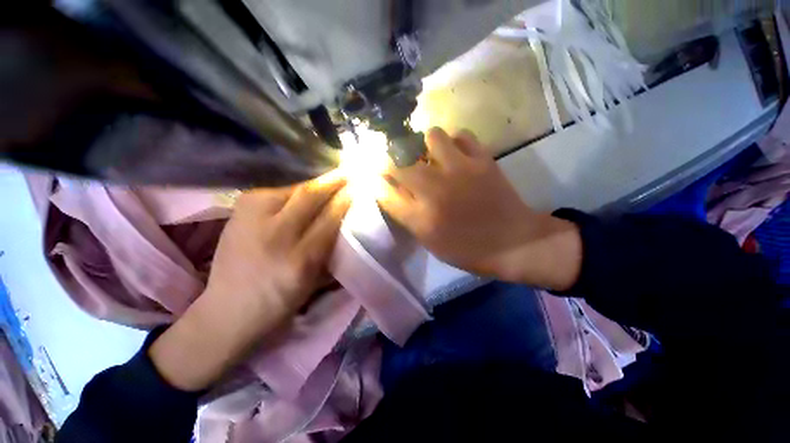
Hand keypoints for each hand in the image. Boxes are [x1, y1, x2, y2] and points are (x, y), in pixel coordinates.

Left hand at [150, 171, 349, 390]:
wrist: (228, 308)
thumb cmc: (281, 299)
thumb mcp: (315, 278)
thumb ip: (331, 245)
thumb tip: (344, 214)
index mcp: (301, 259)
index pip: (330, 218)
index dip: (346, 199)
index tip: (359, 186)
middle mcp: (276, 235)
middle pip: (310, 196)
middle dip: (333, 181)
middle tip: (349, 173)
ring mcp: (251, 219)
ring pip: (293, 189)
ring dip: (316, 183)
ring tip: (331, 180)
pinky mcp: (238, 211)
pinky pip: (275, 191)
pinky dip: (295, 189)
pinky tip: (305, 190)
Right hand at [378, 128, 581, 289]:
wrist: (513, 242)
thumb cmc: (467, 249)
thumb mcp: (430, 241)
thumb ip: (407, 215)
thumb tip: (390, 191)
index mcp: (420, 217)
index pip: (384, 192)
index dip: (375, 179)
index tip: (372, 173)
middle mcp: (435, 190)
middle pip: (399, 163)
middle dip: (391, 161)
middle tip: (398, 163)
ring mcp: (460, 170)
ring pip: (431, 136)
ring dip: (425, 145)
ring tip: (431, 155)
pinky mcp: (482, 160)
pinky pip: (462, 135)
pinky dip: (455, 141)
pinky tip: (455, 153)